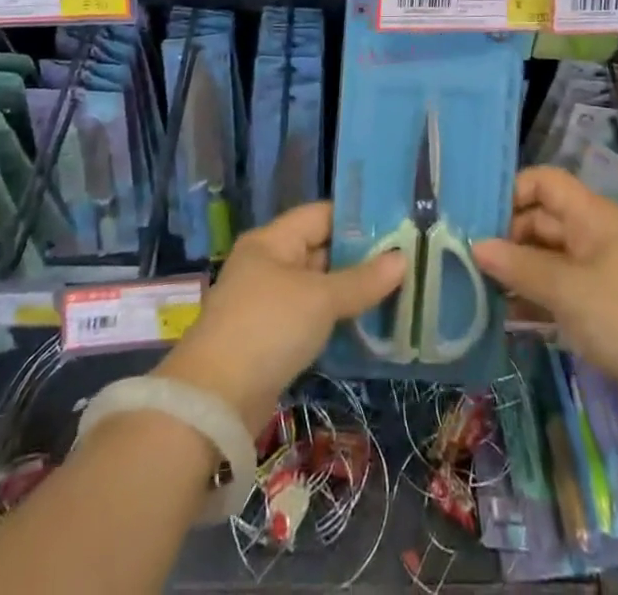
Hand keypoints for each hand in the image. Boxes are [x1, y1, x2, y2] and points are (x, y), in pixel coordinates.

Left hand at [160, 203, 403, 431]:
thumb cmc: (268, 328)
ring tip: (395, 291)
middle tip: (403, 260)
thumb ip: (362, 280)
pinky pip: (309, 317)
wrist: (214, 402)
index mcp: (272, 241)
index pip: (320, 215)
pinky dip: (334, 319)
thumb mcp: (321, 300)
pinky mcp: (268, 339)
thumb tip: (402, 259)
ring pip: (316, 287)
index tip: (396, 225)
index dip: (357, 218)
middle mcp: (267, 264)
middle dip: (358, 257)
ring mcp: (266, 302)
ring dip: (349, 291)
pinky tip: (366, 325)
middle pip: (319, 250)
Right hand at [472, 167, 617, 422]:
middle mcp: (591, 232)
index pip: (543, 182)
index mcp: (590, 214)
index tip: (479, 220)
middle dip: (506, 236)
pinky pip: (555, 284)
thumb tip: (475, 246)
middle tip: (468, 259)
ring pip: (544, 254)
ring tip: (477, 287)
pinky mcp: (596, 300)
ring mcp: (594, 267)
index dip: (512, 193)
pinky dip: (531, 294)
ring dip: (515, 268)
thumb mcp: (566, 290)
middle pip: (540, 218)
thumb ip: (518, 266)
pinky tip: (503, 314)